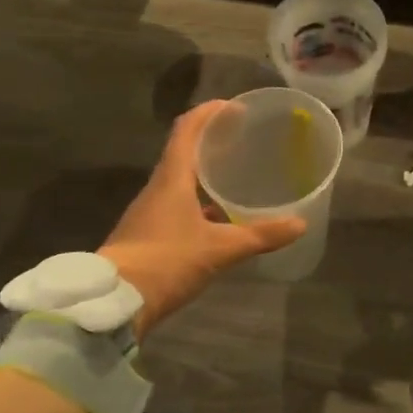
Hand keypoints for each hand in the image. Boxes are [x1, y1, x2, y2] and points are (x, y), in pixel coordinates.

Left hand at [99, 99, 306, 339]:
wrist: (112, 305)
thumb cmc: (165, 262)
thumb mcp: (220, 249)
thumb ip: (260, 235)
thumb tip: (299, 224)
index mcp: (171, 178)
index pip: (187, 129)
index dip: (209, 112)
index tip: (235, 107)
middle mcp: (158, 188)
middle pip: (184, 151)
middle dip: (212, 140)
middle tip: (244, 138)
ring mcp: (149, 211)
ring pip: (181, 179)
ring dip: (205, 171)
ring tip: (237, 173)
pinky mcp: (148, 233)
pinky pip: (177, 203)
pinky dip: (199, 199)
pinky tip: (221, 215)